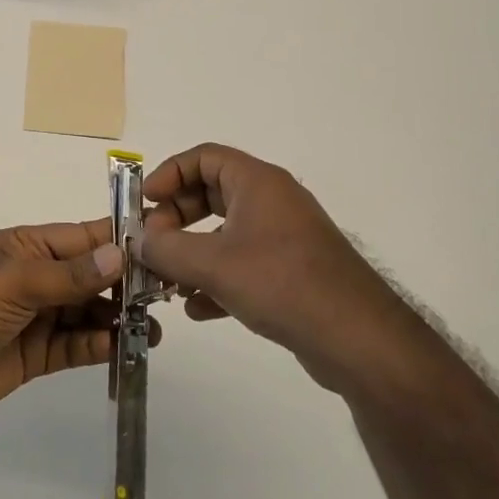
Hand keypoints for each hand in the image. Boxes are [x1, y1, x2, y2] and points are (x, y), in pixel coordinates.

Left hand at [0, 220, 143, 419]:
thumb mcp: (14, 279)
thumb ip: (68, 274)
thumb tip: (120, 254)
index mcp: (28, 247)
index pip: (83, 238)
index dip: (119, 242)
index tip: (162, 247)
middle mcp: (37, 277)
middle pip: (91, 277)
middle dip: (125, 285)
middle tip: (165, 298)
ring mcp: (37, 317)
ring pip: (88, 312)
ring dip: (117, 319)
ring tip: (152, 330)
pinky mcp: (37, 355)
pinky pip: (75, 346)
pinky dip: (97, 346)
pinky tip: (120, 347)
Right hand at [139, 144, 419, 395]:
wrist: (361, 341)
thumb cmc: (283, 283)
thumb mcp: (213, 264)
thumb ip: (166, 249)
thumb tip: (138, 242)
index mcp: (257, 183)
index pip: (203, 157)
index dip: (169, 173)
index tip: (145, 203)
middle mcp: (272, 202)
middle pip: (210, 194)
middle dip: (175, 219)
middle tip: (153, 244)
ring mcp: (284, 239)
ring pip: (223, 233)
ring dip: (191, 253)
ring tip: (166, 282)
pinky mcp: (291, 274)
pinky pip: (242, 264)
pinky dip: (215, 279)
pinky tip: (196, 309)